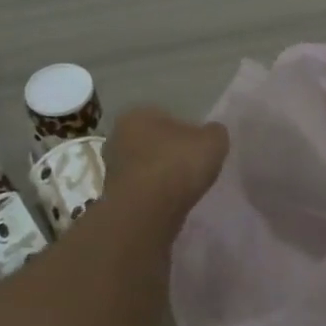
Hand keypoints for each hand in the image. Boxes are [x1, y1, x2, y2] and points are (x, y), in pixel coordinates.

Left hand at [103, 106, 228, 213]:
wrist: (147, 212)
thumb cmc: (177, 164)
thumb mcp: (213, 140)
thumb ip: (214, 133)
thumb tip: (211, 134)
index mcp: (137, 114)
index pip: (164, 116)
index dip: (184, 130)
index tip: (198, 146)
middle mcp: (117, 136)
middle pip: (150, 142)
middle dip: (167, 152)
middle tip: (190, 166)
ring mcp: (112, 168)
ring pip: (143, 166)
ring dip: (159, 176)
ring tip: (183, 189)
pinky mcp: (113, 197)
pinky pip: (140, 190)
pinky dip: (153, 195)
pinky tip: (169, 203)